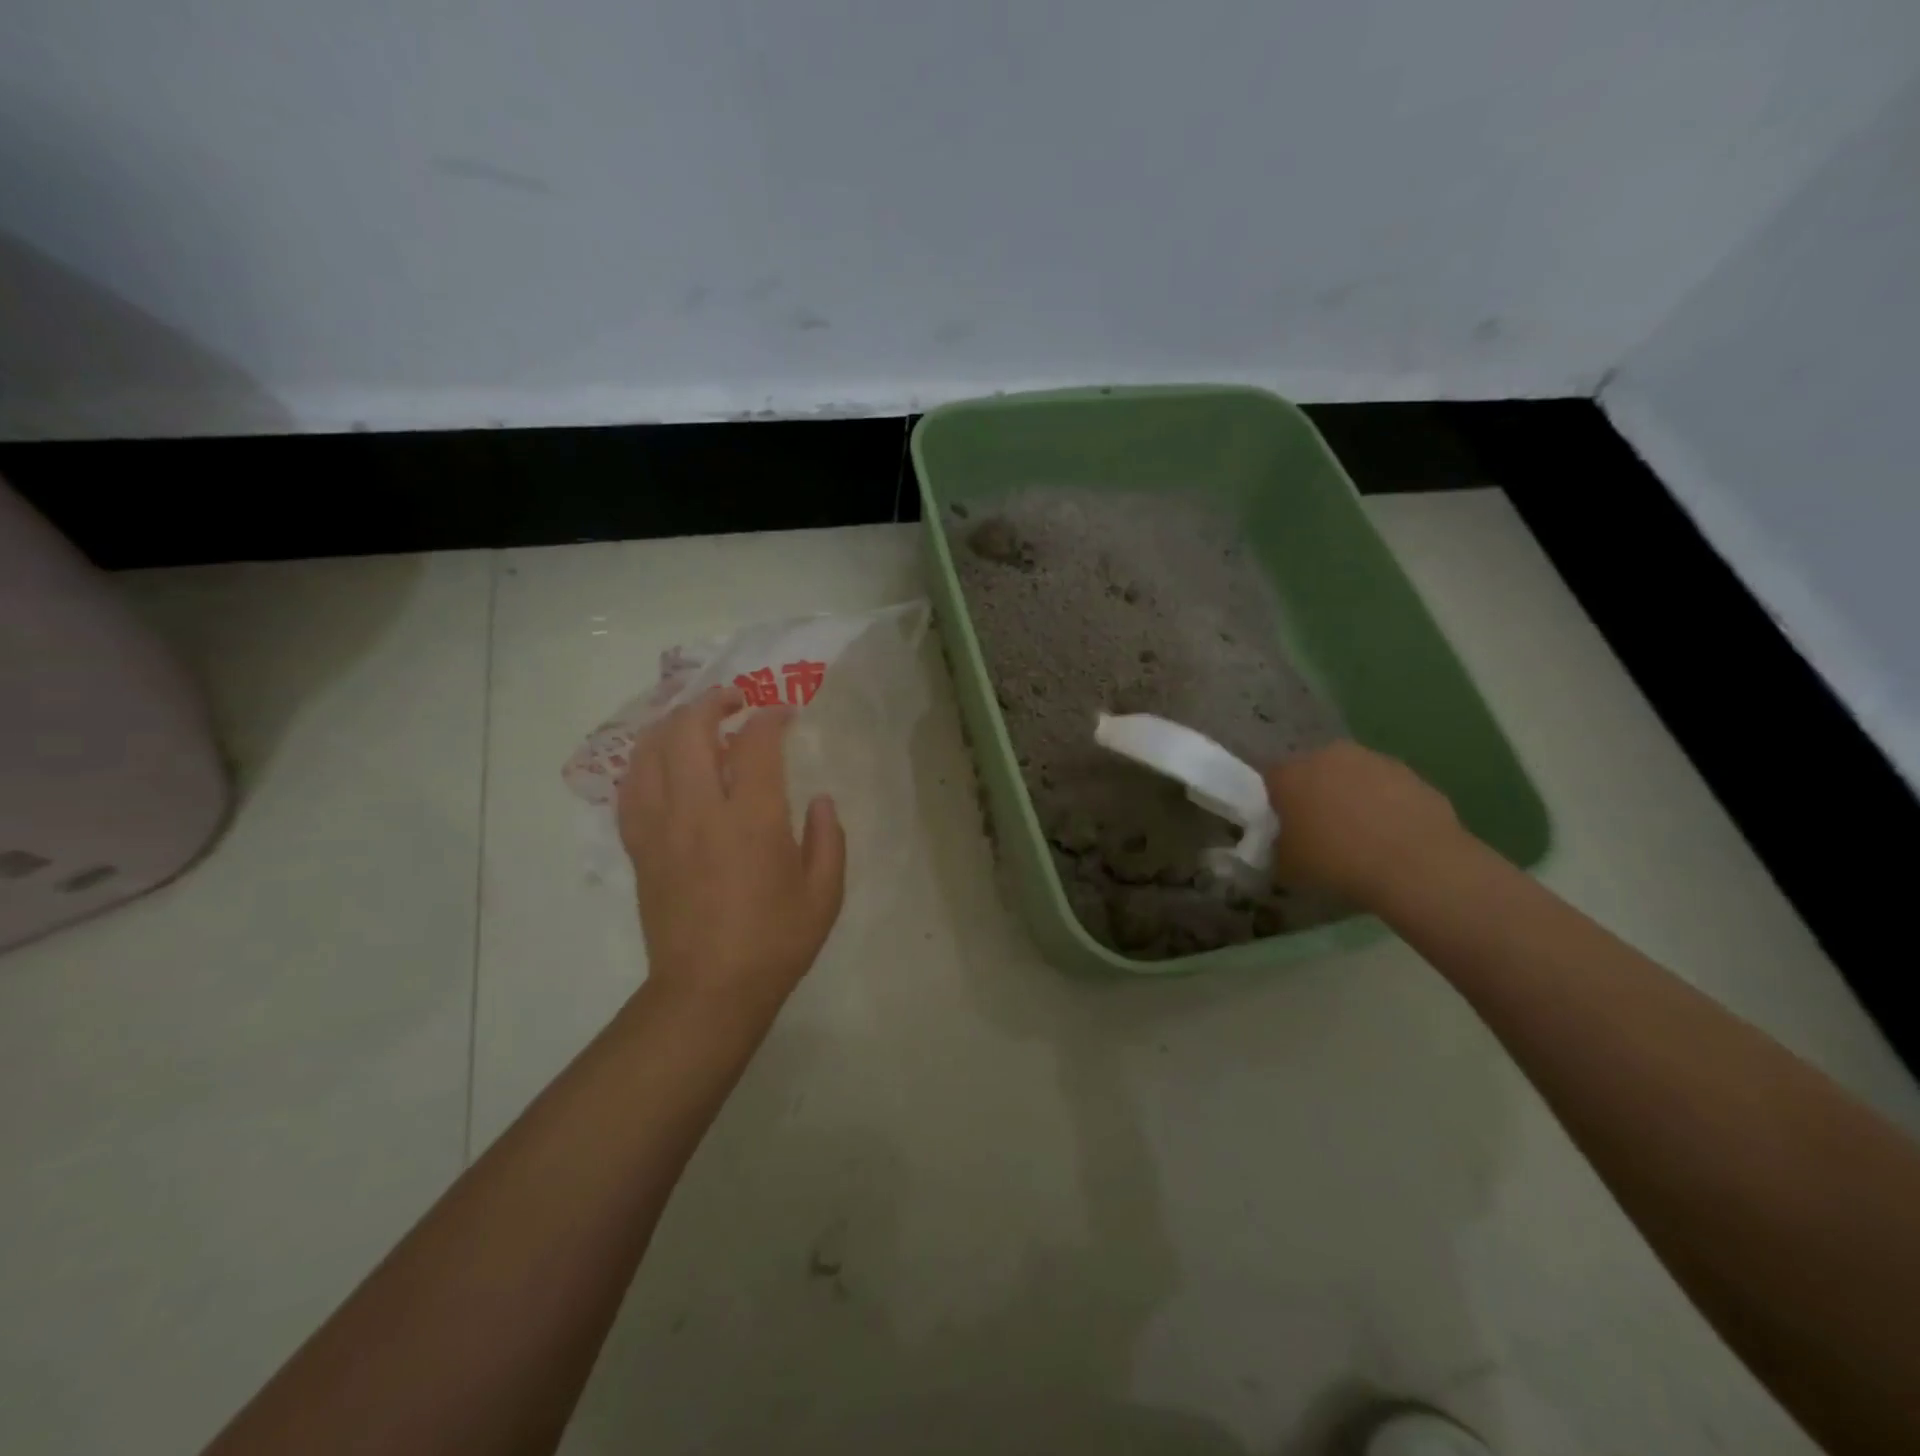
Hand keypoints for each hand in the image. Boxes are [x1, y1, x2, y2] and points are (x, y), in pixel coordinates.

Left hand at [616, 687, 846, 1024]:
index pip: (755, 743)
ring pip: (651, 751)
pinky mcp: (640, 847)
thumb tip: (822, 800)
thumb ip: (829, 838)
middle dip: (712, 702)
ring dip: (673, 723)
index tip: (784, 714)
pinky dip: (646, 761)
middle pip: (689, 730)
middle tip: (735, 700)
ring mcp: (661, 827)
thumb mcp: (825, 893)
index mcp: (752, 819)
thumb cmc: (775, 942)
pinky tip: (661, 761)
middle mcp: (699, 811)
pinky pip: (631, 788)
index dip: (770, 717)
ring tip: (695, 720)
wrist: (708, 991)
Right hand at [1262, 741, 1462, 903]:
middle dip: (1315, 794)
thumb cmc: (1337, 863)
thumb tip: (1285, 843)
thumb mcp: (1288, 866)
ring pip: (1354, 776)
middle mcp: (1328, 756)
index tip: (1284, 828)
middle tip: (1322, 829)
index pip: (1272, 780)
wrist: (1416, 867)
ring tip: (1362, 836)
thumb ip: (1279, 846)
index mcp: (1290, 774)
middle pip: (1314, 771)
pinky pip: (1388, 789)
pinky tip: (1393, 838)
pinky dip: (1387, 806)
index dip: (1276, 804)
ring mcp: (1374, 761)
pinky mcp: (1412, 774)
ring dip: (1353, 797)